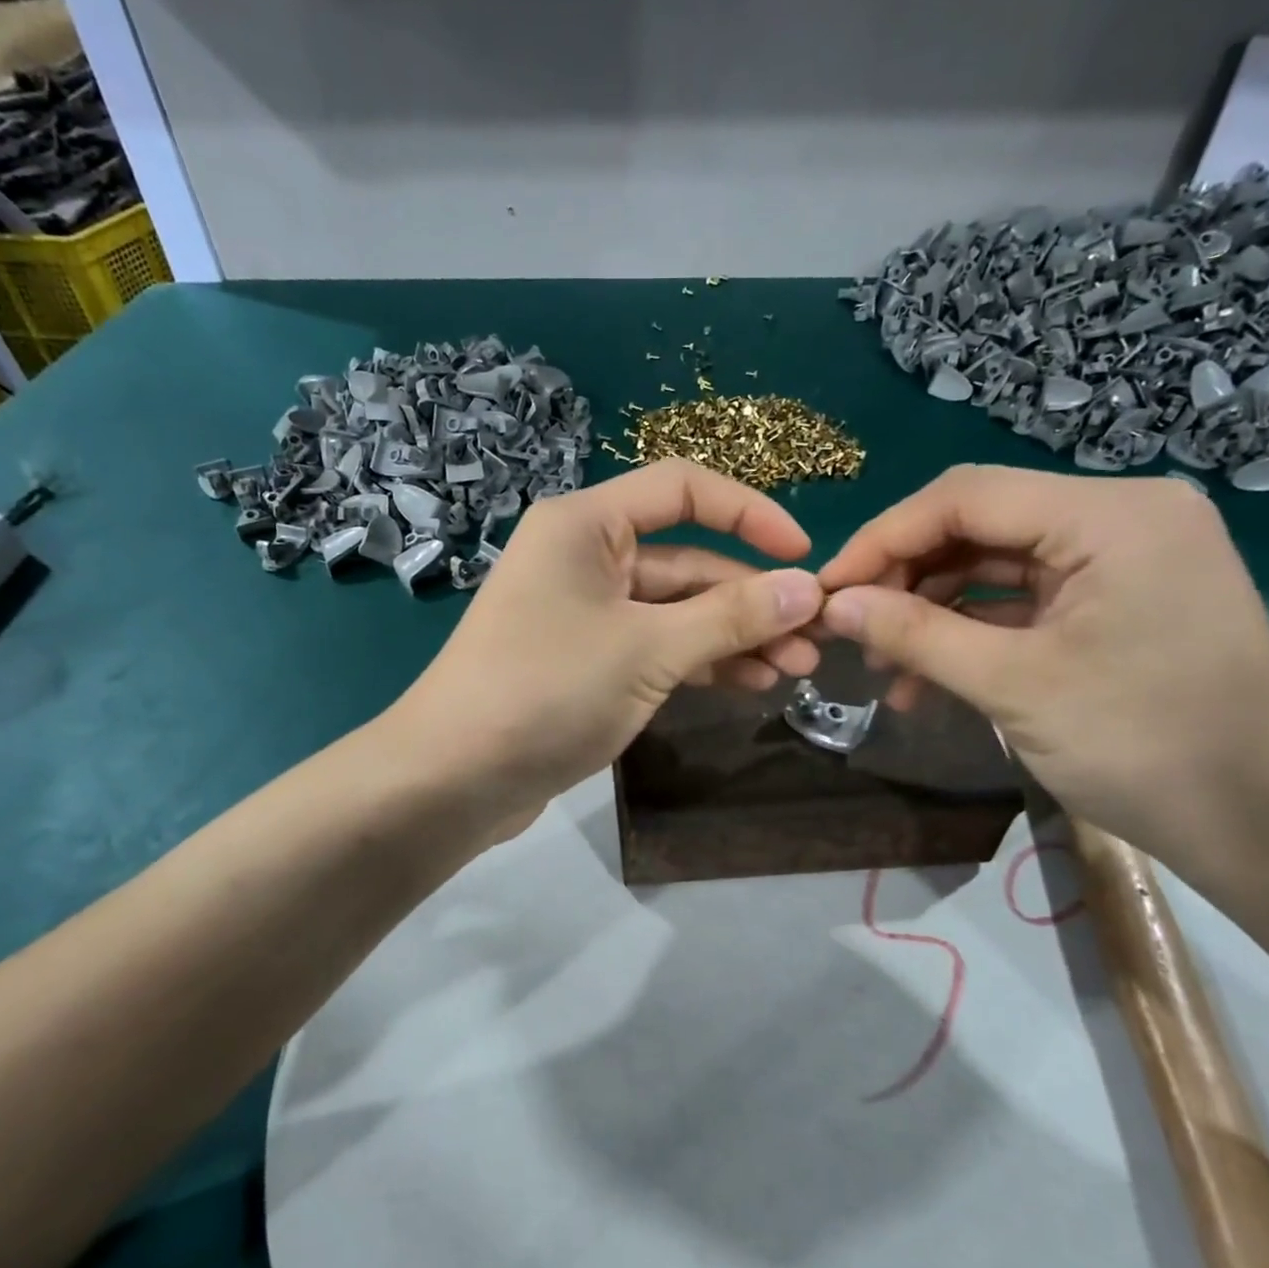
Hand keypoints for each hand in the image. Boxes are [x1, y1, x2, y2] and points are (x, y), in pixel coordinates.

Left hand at [392, 459, 824, 826]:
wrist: (453, 777)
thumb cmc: (548, 690)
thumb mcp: (649, 649)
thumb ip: (731, 617)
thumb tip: (808, 590)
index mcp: (586, 525)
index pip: (684, 490)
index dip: (751, 514)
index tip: (804, 557)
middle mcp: (584, 558)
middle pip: (686, 562)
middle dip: (751, 600)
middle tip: (815, 640)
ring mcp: (583, 614)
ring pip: (674, 612)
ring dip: (732, 637)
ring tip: (794, 670)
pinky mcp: (584, 663)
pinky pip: (653, 648)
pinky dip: (698, 663)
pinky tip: (748, 685)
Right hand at [817, 465, 1268, 864]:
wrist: (1264, 828)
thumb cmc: (1146, 746)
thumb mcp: (1014, 686)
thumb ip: (916, 635)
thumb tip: (835, 605)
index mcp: (1111, 515)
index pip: (966, 497)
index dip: (883, 539)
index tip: (827, 590)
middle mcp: (1120, 518)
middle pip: (978, 526)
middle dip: (905, 579)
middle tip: (850, 632)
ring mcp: (1122, 561)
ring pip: (994, 565)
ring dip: (931, 612)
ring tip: (882, 667)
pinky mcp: (1117, 602)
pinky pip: (1022, 601)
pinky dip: (970, 633)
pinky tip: (926, 679)